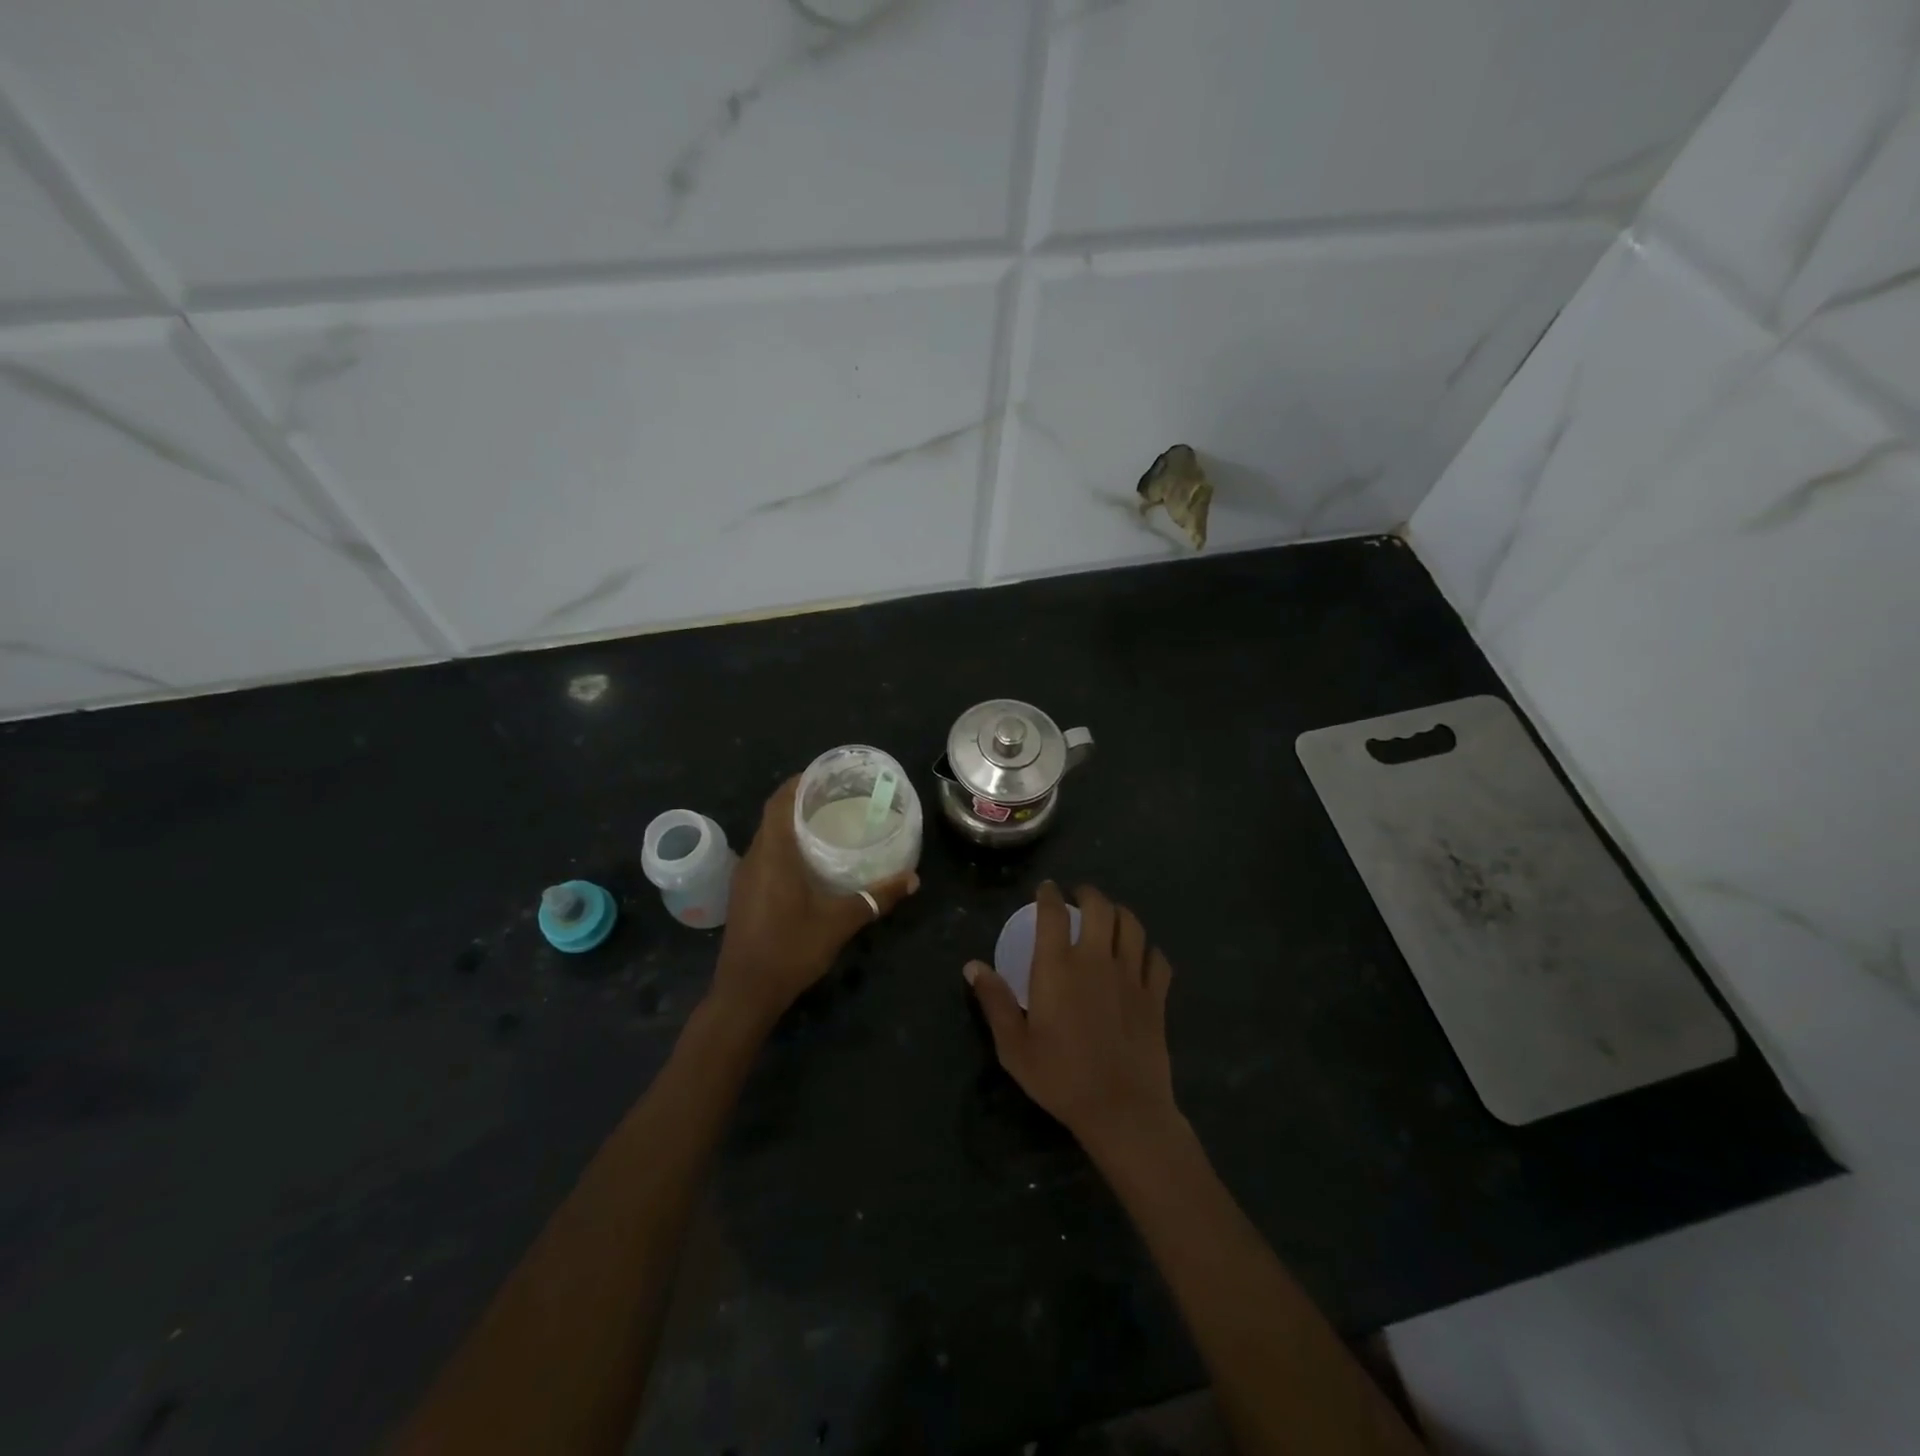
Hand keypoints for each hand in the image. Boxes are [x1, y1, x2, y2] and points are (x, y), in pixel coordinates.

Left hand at [711, 776, 917, 1028]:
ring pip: (767, 837)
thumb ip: (875, 898)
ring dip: (791, 825)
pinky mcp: (744, 895)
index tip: (825, 774)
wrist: (745, 993)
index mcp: (773, 854)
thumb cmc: (790, 949)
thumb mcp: (839, 922)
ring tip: (826, 824)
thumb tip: (912, 879)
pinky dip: (784, 847)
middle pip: (773, 816)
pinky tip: (809, 862)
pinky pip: (764, 856)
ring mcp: (745, 877)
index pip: (779, 802)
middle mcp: (754, 858)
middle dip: (800, 801)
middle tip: (836, 797)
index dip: (799, 782)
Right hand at [964, 881, 1178, 1158]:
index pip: (1053, 913)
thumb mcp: (1014, 1046)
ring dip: (1119, 913)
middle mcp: (1096, 960)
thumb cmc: (1061, 1077)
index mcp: (1058, 967)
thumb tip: (972, 966)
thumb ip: (994, 1001)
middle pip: (1099, 907)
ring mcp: (1131, 976)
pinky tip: (1141, 955)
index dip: (1048, 894)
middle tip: (1079, 896)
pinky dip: (1148, 949)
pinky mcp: (1155, 996)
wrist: (1122, 1110)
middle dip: (1088, 894)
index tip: (1045, 889)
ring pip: (1131, 925)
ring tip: (1110, 917)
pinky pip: (1157, 958)